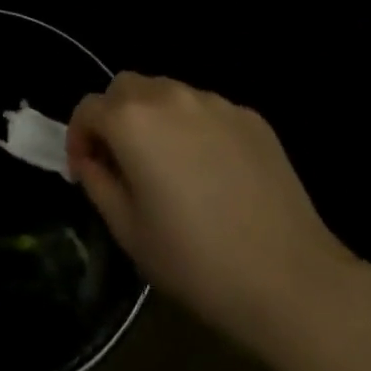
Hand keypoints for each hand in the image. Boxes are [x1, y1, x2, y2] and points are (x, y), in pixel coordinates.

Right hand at [68, 75, 357, 350]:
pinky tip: (212, 173)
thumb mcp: (127, 231)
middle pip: (126, 88)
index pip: (88, 108)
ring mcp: (215, 103)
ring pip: (167, 94)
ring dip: (155, 118)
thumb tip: (93, 160)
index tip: (87, 171)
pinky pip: (207, 111)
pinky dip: (195, 129)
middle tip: (124, 163)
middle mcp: (170, 96)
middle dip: (114, 117)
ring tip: (170, 165)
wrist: (291, 282)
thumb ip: (98, 182)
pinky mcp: (251, 118)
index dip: (79, 138)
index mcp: (132, 120)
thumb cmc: (196, 262)